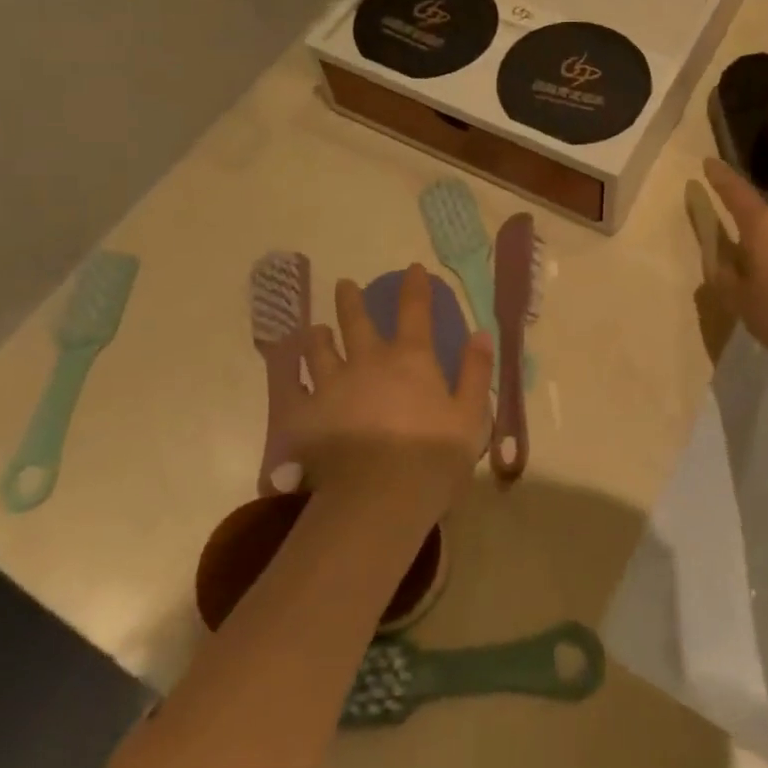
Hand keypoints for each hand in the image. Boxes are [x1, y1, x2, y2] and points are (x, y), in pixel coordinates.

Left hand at [295, 263, 493, 515]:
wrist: (379, 499)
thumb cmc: (433, 457)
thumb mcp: (470, 415)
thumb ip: (476, 371)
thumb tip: (480, 333)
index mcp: (411, 358)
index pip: (414, 309)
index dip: (414, 286)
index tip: (412, 269)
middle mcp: (368, 360)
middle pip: (356, 319)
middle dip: (351, 299)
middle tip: (345, 285)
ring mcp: (332, 384)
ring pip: (319, 348)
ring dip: (319, 335)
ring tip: (316, 330)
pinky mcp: (305, 414)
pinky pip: (291, 387)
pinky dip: (288, 375)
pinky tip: (286, 371)